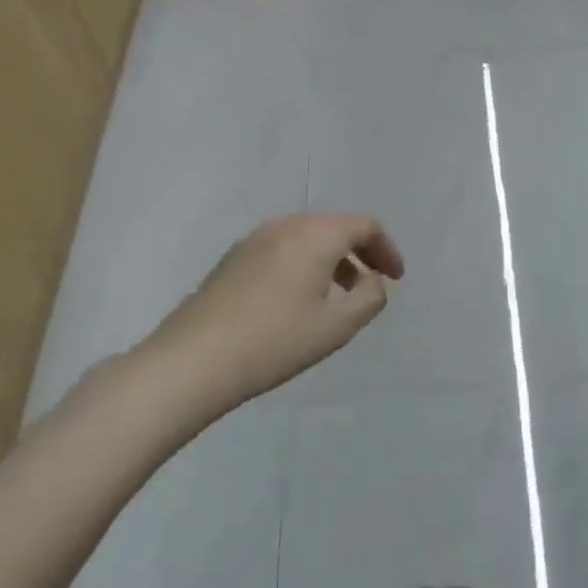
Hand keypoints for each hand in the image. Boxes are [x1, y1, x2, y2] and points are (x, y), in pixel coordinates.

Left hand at [124, 214, 404, 430]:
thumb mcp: (338, 325)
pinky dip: (303, 265)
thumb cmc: (275, 341)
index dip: (387, 249)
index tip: (395, 279)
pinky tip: (296, 302)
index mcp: (315, 235)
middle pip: (334, 227)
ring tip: (336, 297)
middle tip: (370, 285)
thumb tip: (370, 279)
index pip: (364, 226)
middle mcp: (285, 227)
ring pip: (306, 238)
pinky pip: (281, 250)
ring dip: (330, 260)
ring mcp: (253, 241)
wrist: (192, 361)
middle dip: (359, 253)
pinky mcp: (231, 260)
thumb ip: (370, 296)